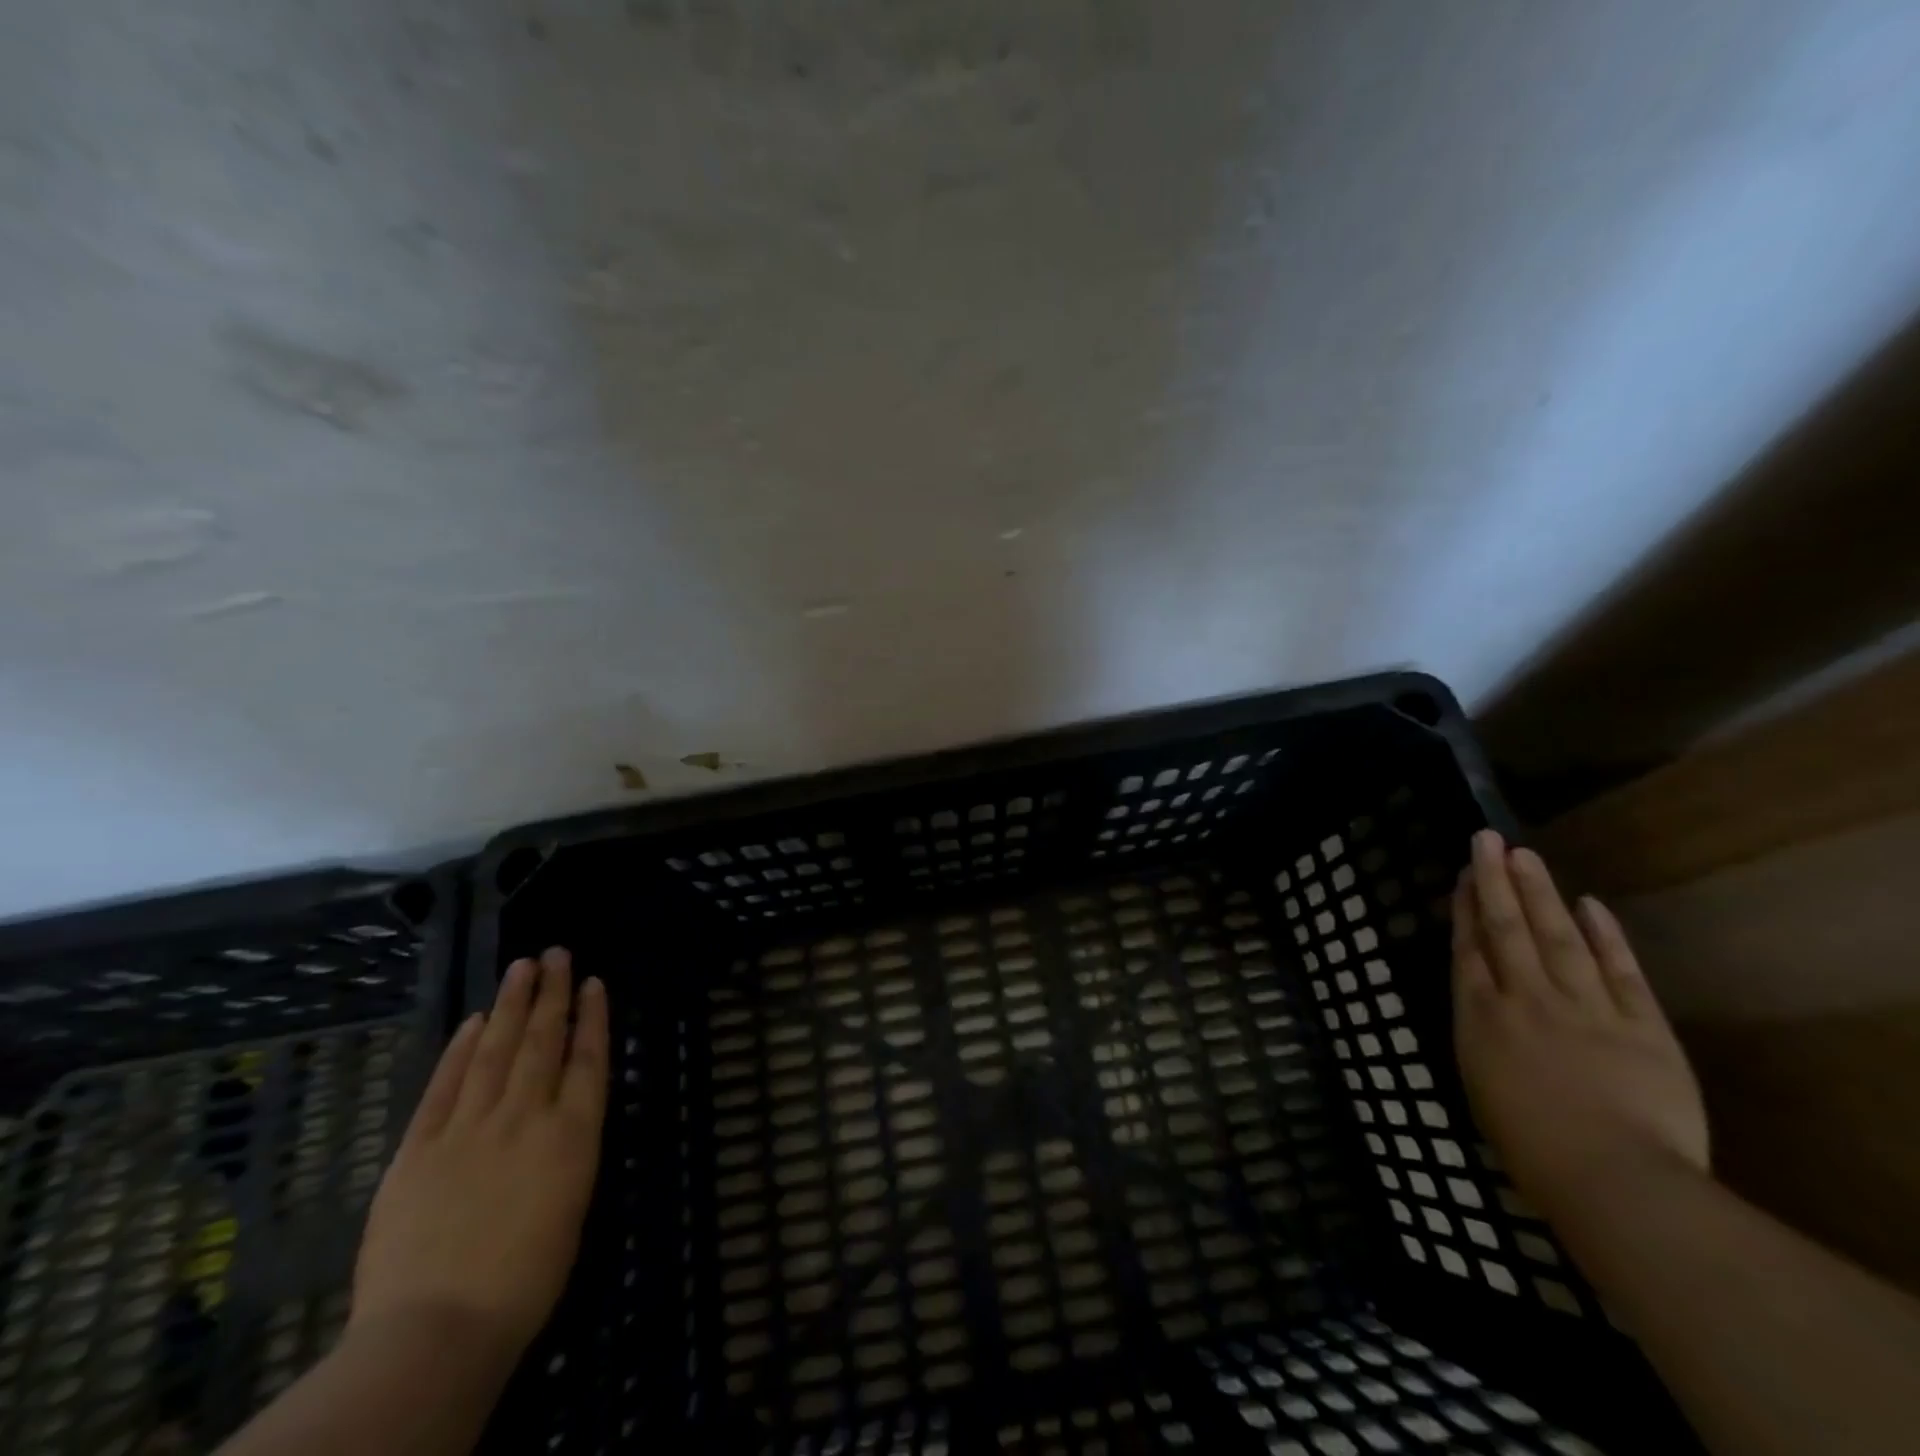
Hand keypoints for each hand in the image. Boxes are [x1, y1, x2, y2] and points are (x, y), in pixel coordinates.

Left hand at [352, 947, 608, 1365]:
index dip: (592, 1016)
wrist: (438, 1328)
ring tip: (521, 967)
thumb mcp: (572, 1207)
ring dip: (510, 1005)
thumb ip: (568, 1151)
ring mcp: (470, 1127)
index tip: (592, 981)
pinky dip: (460, 1050)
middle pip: (542, 1041)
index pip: (589, 1059)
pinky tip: (472, 1022)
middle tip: (555, 953)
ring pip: (495, 1050)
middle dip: (551, 993)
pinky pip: (444, 1086)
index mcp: (572, 1134)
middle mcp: (527, 1116)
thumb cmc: (525, 1280)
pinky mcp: (419, 1148)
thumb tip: (564, 1116)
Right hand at [1452, 831, 1706, 1222]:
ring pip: (1557, 937)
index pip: (1469, 948)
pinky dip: (1606, 937)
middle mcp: (1526, 999)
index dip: (1465, 907)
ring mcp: (1585, 1007)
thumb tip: (1487, 1008)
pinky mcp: (1642, 1026)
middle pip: (1506, 929)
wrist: (1614, 1180)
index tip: (1464, 874)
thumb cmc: (1531, 1148)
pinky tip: (1590, 904)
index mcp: (1482, 1017)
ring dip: (1539, 894)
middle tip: (1487, 839)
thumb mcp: (1482, 1088)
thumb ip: (1484, 1040)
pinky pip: (1621, 972)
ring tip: (1525, 856)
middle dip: (1494, 881)